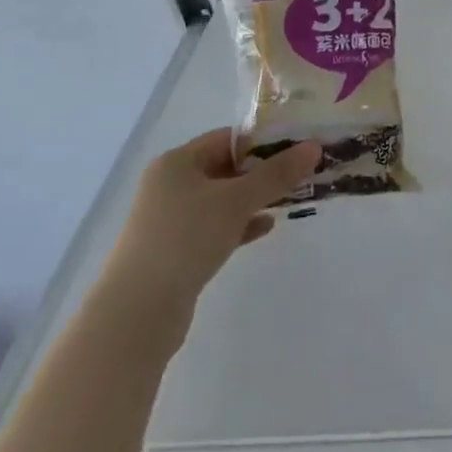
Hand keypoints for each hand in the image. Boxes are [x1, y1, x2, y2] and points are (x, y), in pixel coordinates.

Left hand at [100, 130, 320, 336]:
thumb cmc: (186, 239)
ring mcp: (170, 219)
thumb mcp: (237, 201)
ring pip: (222, 199)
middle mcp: (170, 185)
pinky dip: (240, 224)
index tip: (298, 147)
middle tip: (300, 173)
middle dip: (263, 171)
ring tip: (290, 199)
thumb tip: (314, 147)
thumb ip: (277, 174)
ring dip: (254, 198)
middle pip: (225, 167)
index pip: (227, 138)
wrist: (137, 312)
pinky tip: (265, 227)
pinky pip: (215, 226)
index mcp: (177, 162)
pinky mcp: (175, 250)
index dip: (263, 140)